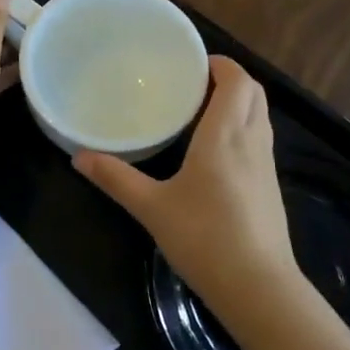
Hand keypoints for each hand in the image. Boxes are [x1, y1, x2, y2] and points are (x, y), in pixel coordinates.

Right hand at [73, 57, 306, 335]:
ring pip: (260, 115)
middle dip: (230, 78)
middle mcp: (251, 141)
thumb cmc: (204, 238)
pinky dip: (243, 126)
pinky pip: (260, 138)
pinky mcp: (271, 186)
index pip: (236, 81)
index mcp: (224, 135)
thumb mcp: (152, 208)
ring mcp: (266, 164)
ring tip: (202, 109)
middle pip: (254, 92)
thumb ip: (116, 179)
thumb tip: (78, 157)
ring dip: (239, 102)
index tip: (194, 62)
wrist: (258, 287)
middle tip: (195, 82)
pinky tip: (217, 150)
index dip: (221, 64)